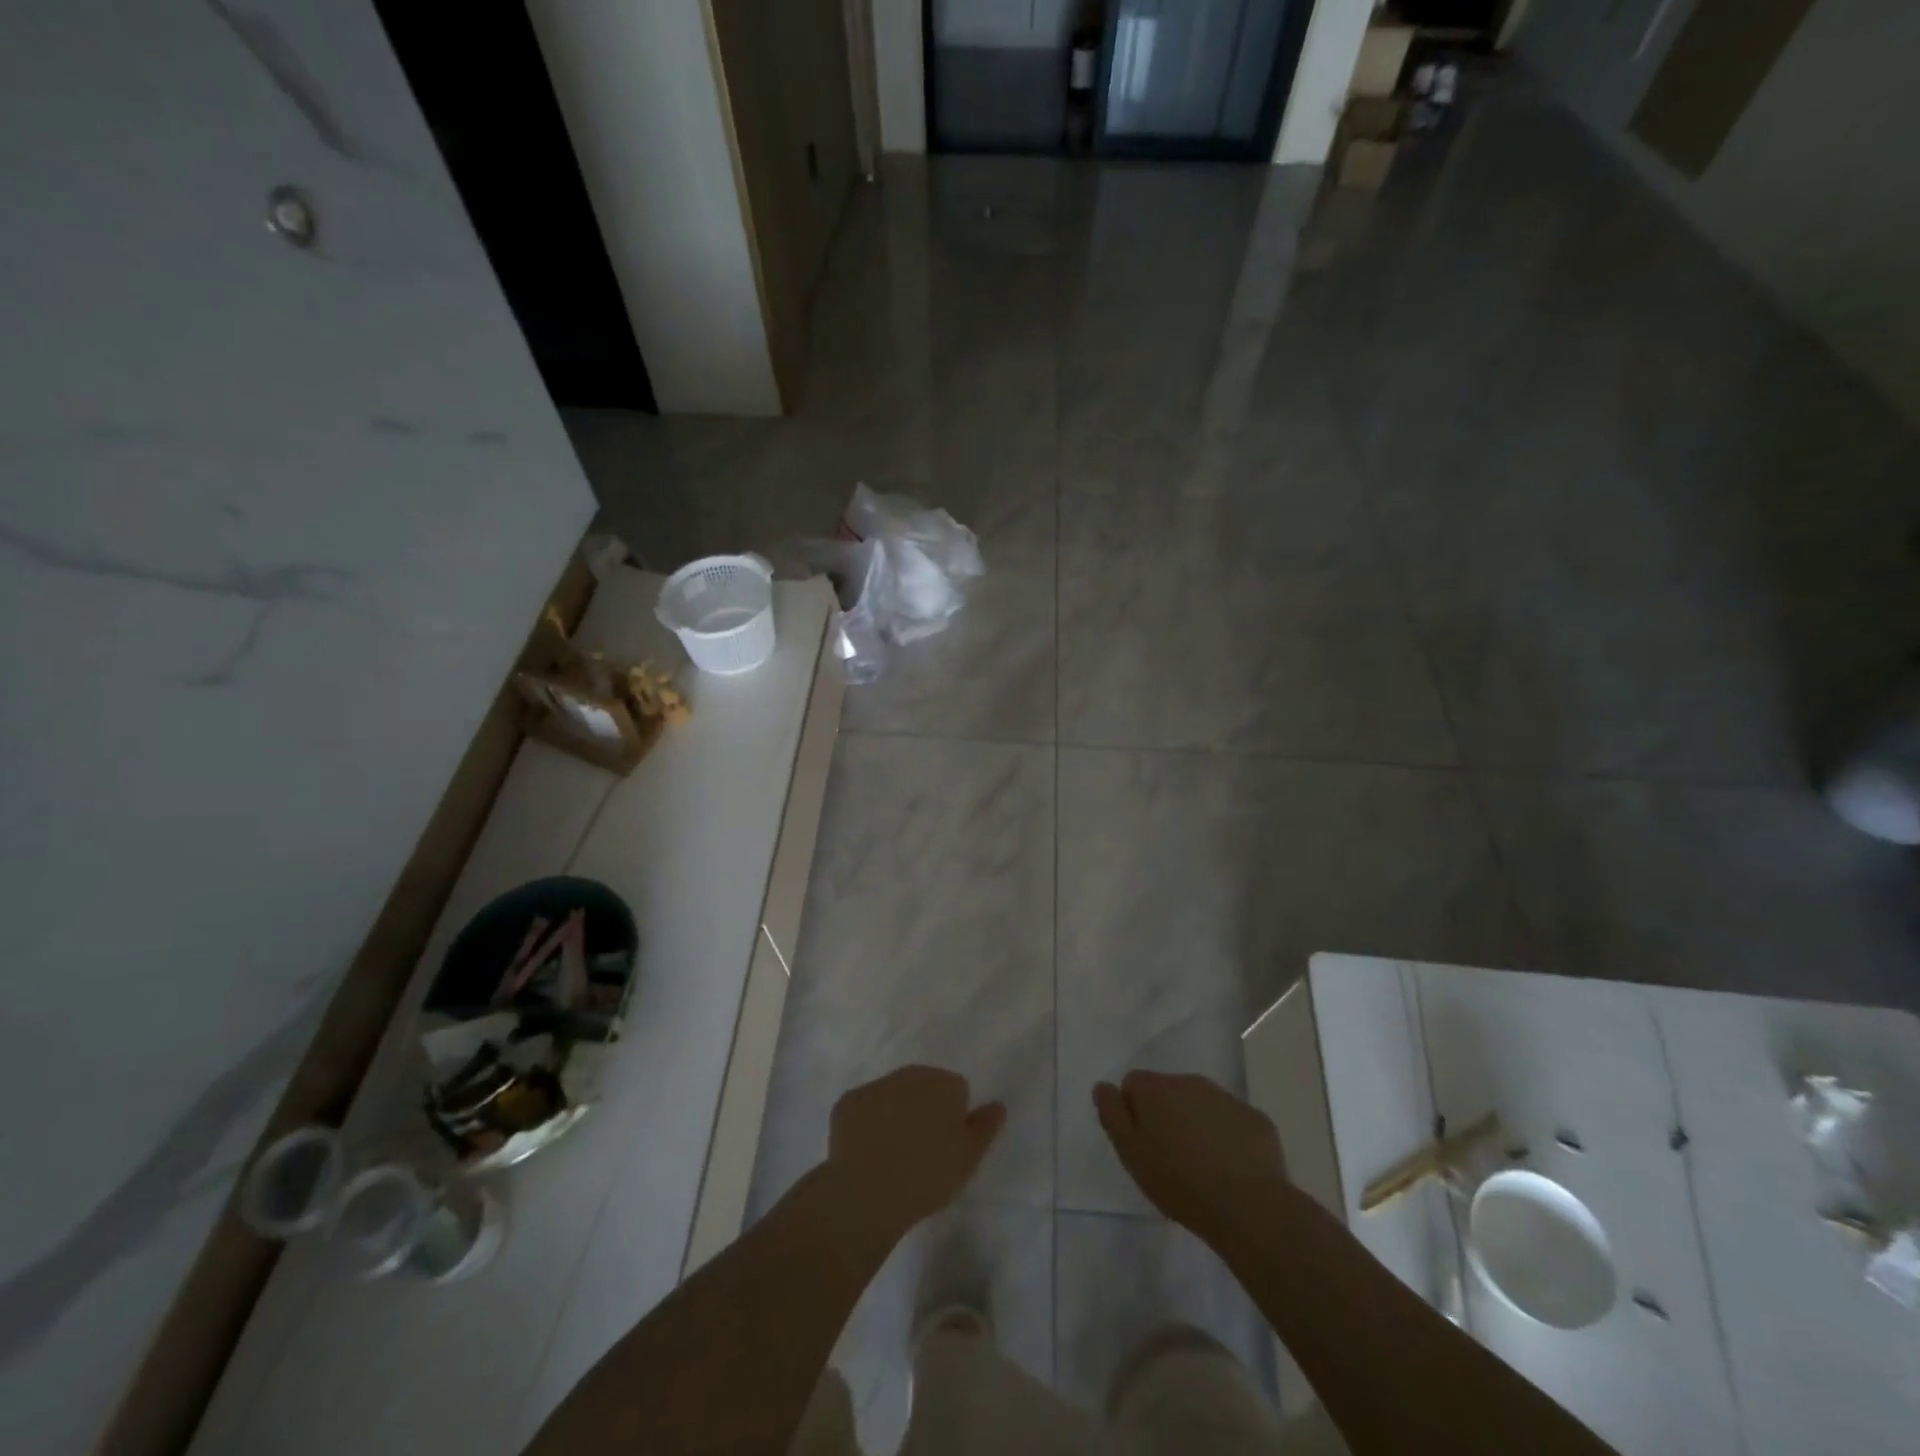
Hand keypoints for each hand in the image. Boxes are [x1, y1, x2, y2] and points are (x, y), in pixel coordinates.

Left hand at [823, 1065, 1004, 1253]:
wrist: (867, 1192)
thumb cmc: (927, 1176)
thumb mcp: (968, 1158)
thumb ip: (986, 1126)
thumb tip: (998, 1104)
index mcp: (944, 1083)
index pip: (956, 1091)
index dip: (953, 1118)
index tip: (945, 1146)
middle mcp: (910, 1074)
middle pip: (923, 1085)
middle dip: (924, 1108)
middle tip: (920, 1150)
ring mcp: (875, 1085)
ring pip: (892, 1094)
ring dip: (895, 1113)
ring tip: (892, 1154)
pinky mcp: (847, 1102)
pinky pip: (864, 1108)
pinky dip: (866, 1124)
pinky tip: (866, 1152)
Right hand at [1094, 1070, 1287, 1250]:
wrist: (1248, 1207)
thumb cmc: (1179, 1182)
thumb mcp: (1131, 1153)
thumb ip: (1112, 1114)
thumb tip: (1103, 1086)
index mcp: (1157, 1089)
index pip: (1133, 1083)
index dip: (1132, 1111)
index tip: (1141, 1144)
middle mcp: (1190, 1082)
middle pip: (1168, 1091)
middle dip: (1166, 1116)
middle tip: (1170, 1158)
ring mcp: (1227, 1099)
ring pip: (1201, 1104)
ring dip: (1195, 1124)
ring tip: (1201, 1167)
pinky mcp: (1256, 1119)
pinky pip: (1232, 1122)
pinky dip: (1227, 1137)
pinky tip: (1232, 1170)